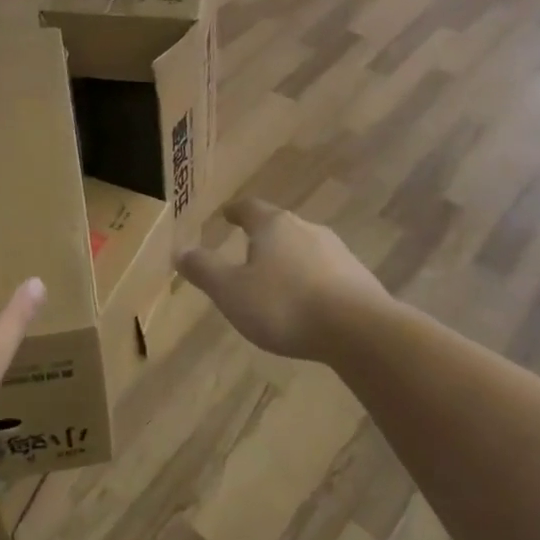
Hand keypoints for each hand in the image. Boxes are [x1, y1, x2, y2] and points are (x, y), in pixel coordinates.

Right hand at [176, 198, 390, 361]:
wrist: (359, 331)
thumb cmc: (284, 305)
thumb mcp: (231, 291)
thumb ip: (204, 270)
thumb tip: (180, 251)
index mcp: (273, 226)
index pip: (250, 209)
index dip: (235, 211)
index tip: (227, 214)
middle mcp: (307, 229)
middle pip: (280, 227)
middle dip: (263, 237)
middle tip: (247, 250)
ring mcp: (338, 252)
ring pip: (305, 249)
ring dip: (289, 260)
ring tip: (276, 280)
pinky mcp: (359, 279)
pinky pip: (326, 273)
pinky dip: (311, 281)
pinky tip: (308, 303)